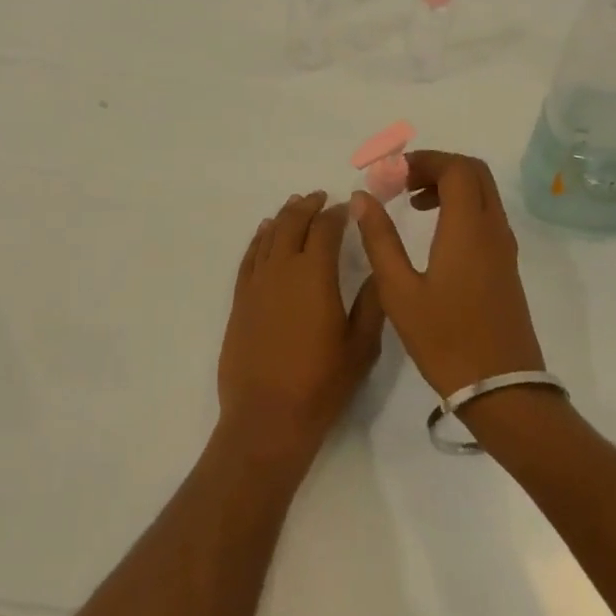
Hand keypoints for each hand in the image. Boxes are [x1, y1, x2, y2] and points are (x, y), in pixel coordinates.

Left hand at [218, 191, 384, 468]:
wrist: (267, 417)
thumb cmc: (321, 384)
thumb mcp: (361, 346)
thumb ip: (370, 303)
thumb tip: (375, 270)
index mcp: (315, 274)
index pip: (326, 229)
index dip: (338, 214)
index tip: (348, 207)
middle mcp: (282, 268)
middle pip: (293, 223)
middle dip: (308, 206)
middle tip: (320, 198)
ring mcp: (257, 283)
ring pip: (269, 235)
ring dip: (283, 217)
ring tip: (295, 206)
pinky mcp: (240, 299)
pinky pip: (249, 257)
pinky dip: (258, 239)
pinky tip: (265, 233)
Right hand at [350, 151, 545, 397]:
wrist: (502, 390)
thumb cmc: (445, 340)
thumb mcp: (399, 290)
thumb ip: (379, 239)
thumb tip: (362, 197)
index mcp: (468, 228)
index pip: (455, 168)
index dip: (423, 160)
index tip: (392, 174)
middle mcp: (492, 229)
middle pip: (474, 173)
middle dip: (437, 167)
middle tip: (402, 182)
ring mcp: (504, 248)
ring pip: (483, 194)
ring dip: (450, 186)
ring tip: (412, 204)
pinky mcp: (506, 266)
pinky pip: (486, 216)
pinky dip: (461, 207)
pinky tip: (434, 233)